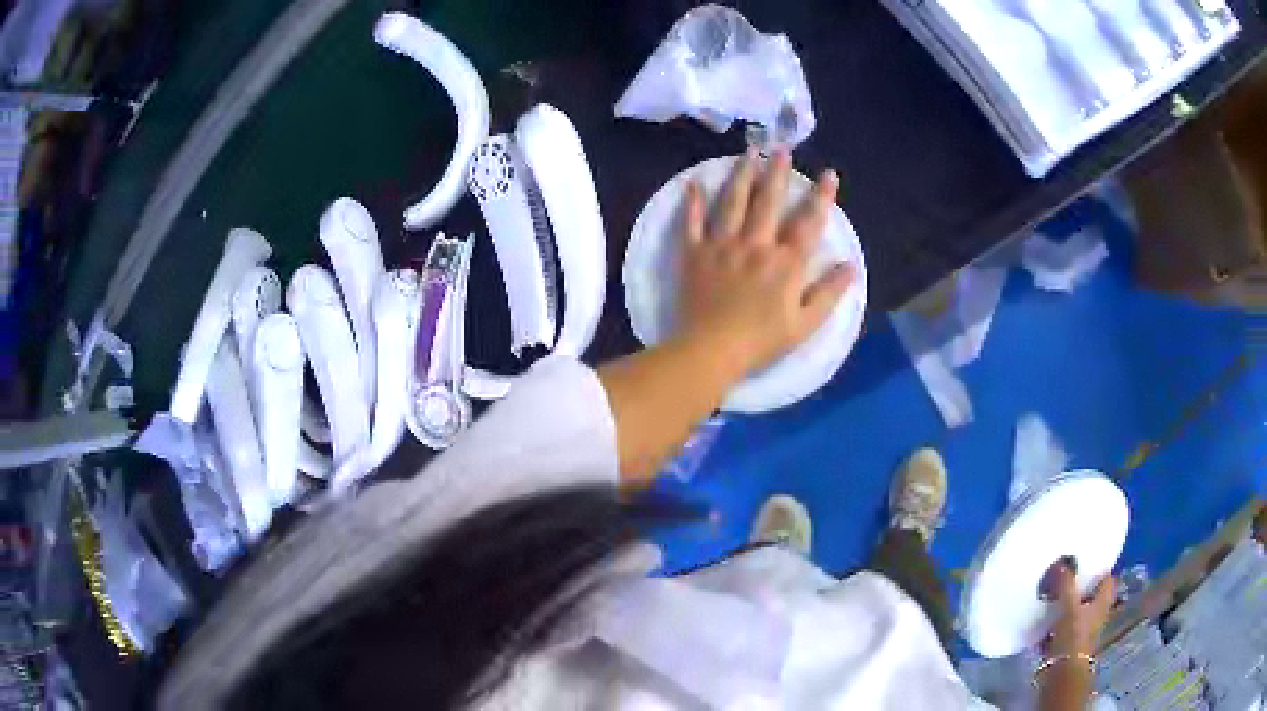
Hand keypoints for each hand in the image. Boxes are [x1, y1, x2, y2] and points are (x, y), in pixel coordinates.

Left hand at [678, 149, 854, 376]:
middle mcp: (755, 244)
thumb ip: (829, 293)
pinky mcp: (694, 254)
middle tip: (781, 150)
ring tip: (748, 153)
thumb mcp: (805, 324)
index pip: (808, 222)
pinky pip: (692, 222)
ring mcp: (722, 245)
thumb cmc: (762, 341)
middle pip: (768, 201)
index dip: (821, 197)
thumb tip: (850, 265)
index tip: (829, 174)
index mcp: (785, 262)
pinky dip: (692, 202)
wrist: (711, 350)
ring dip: (742, 175)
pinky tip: (693, 183)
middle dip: (778, 173)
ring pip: (733, 202)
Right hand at [1045, 564, 1116, 657]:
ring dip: (1066, 606)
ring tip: (1051, 597)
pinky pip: (1063, 628)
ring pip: (1076, 612)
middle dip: (1079, 588)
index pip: (1107, 579)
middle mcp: (1097, 614)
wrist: (1062, 673)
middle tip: (1065, 577)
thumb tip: (1063, 562)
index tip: (1085, 562)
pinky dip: (1055, 624)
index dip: (1099, 569)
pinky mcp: (1068, 645)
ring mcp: (1083, 631)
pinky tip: (1043, 621)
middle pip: (1091, 596)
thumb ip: (1066, 585)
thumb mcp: (1068, 606)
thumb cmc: (1073, 635)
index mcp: (1103, 601)